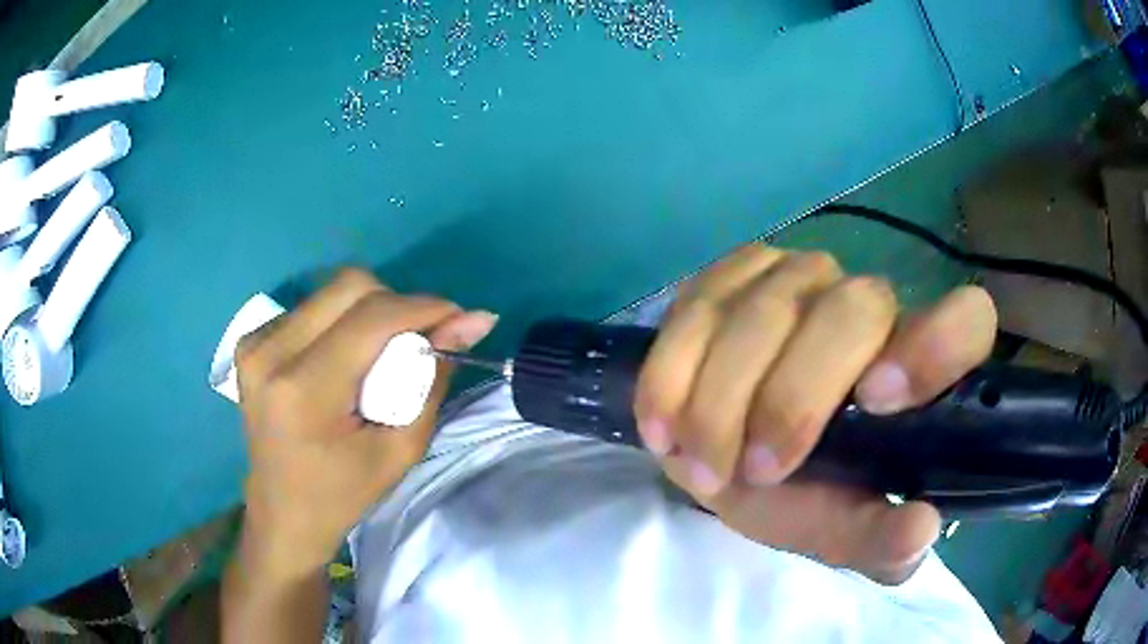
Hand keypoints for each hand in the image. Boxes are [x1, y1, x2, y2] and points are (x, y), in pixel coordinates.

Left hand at [233, 269, 497, 581]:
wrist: (284, 512)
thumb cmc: (344, 493)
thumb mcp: (400, 449)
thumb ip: (433, 378)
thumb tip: (474, 320)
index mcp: (303, 390)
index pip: (371, 317)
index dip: (423, 307)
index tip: (458, 318)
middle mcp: (270, 353)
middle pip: (349, 286)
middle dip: (395, 304)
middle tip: (414, 341)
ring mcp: (254, 343)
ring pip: (331, 291)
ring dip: (368, 311)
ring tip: (378, 356)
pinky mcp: (250, 341)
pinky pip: (311, 306)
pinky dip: (341, 321)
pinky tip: (344, 359)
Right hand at [635, 245, 996, 582]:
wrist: (721, 453)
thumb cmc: (797, 492)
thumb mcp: (835, 528)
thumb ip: (875, 538)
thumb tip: (920, 530)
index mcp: (915, 365)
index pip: (966, 319)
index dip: (934, 344)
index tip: (876, 403)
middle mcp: (867, 303)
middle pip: (851, 310)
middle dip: (794, 399)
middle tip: (753, 472)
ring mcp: (797, 277)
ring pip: (764, 310)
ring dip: (720, 400)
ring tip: (699, 465)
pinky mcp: (730, 275)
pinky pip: (698, 306)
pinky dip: (673, 373)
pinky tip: (663, 425)